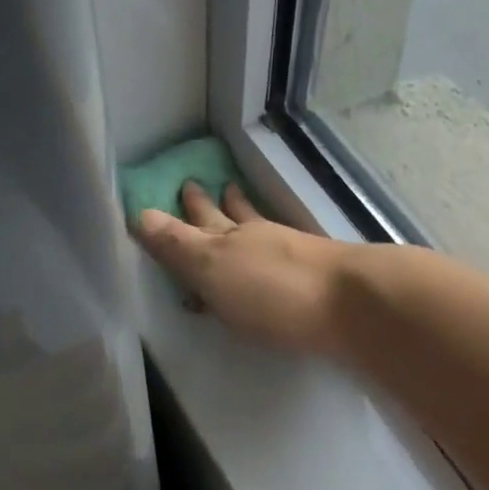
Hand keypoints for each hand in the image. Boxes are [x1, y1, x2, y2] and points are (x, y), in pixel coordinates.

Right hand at [134, 183, 354, 354]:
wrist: (351, 303)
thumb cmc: (272, 290)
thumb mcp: (213, 268)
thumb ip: (177, 245)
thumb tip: (137, 213)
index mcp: (227, 241)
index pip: (197, 222)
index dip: (183, 211)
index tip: (175, 189)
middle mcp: (258, 241)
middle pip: (229, 218)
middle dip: (211, 205)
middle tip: (198, 185)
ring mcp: (291, 255)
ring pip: (258, 230)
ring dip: (242, 214)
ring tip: (234, 195)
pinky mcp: (316, 276)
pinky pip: (283, 252)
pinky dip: (270, 245)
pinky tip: (278, 248)